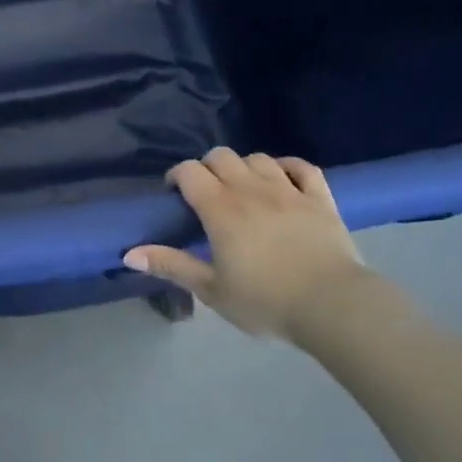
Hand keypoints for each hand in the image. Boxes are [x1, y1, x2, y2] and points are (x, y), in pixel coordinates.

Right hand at [124, 148, 366, 343]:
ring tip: (243, 188)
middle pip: (221, 156)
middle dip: (208, 167)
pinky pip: (302, 167)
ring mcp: (288, 189)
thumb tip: (128, 254)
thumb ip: (171, 266)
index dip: (177, 175)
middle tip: (207, 194)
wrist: (333, 306)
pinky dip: (288, 167)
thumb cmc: (266, 301)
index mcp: (220, 208)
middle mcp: (250, 188)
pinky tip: (283, 179)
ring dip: (244, 167)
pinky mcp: (320, 198)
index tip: (175, 194)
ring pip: (258, 158)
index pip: (189, 171)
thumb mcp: (212, 290)